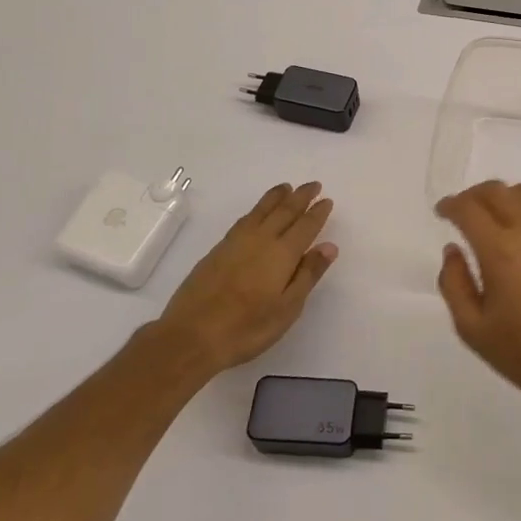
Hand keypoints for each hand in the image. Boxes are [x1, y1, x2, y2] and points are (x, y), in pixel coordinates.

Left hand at [160, 182, 336, 374]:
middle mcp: (261, 240)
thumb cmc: (247, 329)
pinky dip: (256, 210)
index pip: (305, 226)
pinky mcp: (218, 250)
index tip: (326, 200)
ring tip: (287, 187)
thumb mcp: (287, 308)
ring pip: (261, 210)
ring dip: (277, 197)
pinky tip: (257, 212)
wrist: (191, 336)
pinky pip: (244, 219)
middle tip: (313, 184)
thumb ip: (308, 274)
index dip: (317, 213)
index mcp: (282, 254)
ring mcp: (236, 242)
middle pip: (284, 211)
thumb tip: (329, 246)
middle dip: (301, 197)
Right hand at [435, 181, 520, 413]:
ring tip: (497, 220)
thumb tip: (453, 249)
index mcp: (501, 251)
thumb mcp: (473, 329)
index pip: (469, 208)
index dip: (451, 205)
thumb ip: (453, 283)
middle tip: (464, 213)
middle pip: (497, 191)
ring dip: (504, 199)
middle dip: (474, 196)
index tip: (442, 212)